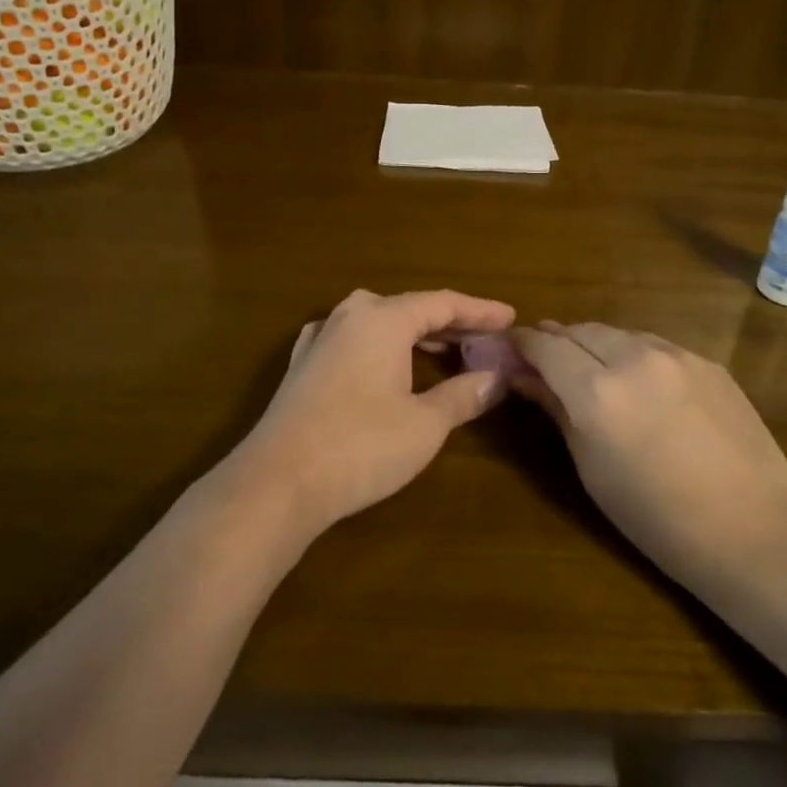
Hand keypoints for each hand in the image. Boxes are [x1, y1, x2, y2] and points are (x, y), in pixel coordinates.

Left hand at [229, 289, 515, 536]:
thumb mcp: (425, 424)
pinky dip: (381, 346)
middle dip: (450, 323)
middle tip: (485, 337)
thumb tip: (496, 378)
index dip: (479, 310)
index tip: (510, 317)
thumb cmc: (361, 446)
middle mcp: (350, 316)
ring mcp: (320, 338)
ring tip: (446, 350)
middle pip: (410, 308)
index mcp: (383, 319)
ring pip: (379, 323)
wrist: (277, 482)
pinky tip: (383, 359)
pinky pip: (353, 340)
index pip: (442, 303)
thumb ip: (464, 395)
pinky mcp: (302, 365)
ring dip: (415, 334)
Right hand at [510, 322, 786, 586]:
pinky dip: (633, 353)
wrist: (755, 531)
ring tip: (590, 369)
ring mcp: (676, 355)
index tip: (511, 350)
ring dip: (595, 344)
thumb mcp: (592, 470)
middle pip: (580, 330)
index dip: (523, 344)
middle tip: (545, 361)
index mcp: (596, 392)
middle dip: (557, 340)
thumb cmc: (657, 519)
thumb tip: (527, 379)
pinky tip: (639, 382)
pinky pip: (655, 345)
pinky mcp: (707, 362)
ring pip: (618, 332)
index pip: (545, 346)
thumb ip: (558, 413)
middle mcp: (633, 358)